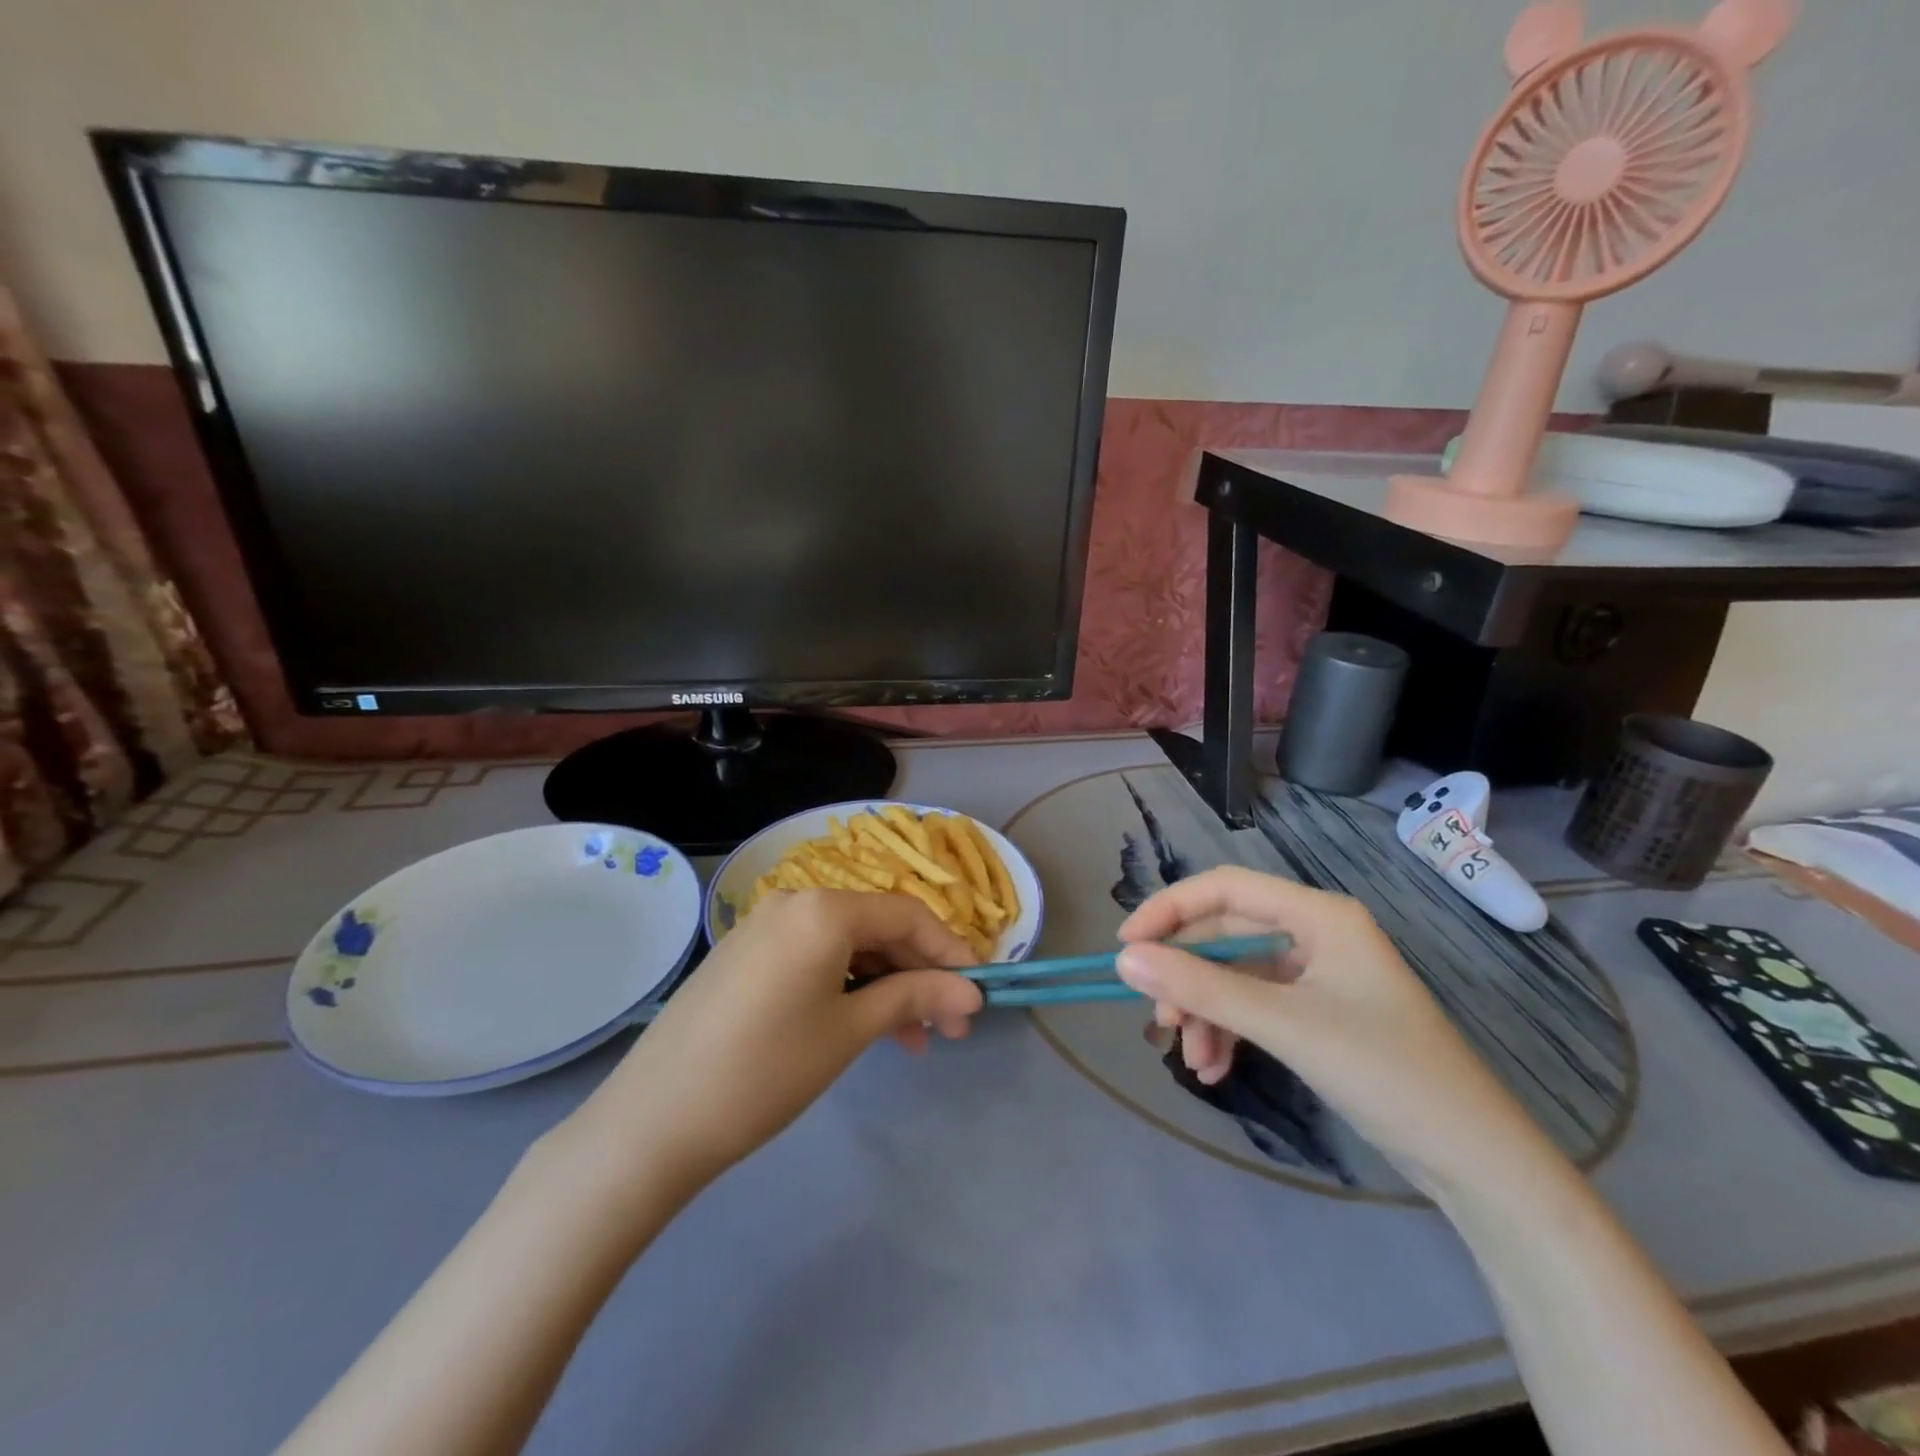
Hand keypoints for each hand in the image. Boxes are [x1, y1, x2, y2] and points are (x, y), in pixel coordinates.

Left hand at [567, 890, 983, 1196]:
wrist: (653, 1122)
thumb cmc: (766, 1070)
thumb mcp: (850, 1031)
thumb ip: (915, 998)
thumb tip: (972, 993)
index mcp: (823, 908)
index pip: (907, 915)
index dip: (950, 951)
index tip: (978, 993)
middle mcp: (794, 902)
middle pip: (877, 928)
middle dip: (919, 975)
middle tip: (949, 1028)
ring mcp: (765, 927)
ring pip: (847, 947)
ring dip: (886, 986)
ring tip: (912, 1041)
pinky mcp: (746, 955)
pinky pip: (814, 958)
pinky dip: (847, 987)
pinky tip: (865, 1027)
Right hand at [1116, 867, 1548, 1192]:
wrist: (1477, 1163)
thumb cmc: (1386, 1073)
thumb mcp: (1285, 1025)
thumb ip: (1203, 988)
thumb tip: (1125, 960)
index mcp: (1319, 914)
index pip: (1224, 888)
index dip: (1169, 909)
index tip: (1126, 947)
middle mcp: (1316, 933)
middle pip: (1226, 935)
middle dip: (1189, 977)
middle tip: (1160, 1019)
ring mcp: (1319, 975)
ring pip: (1236, 976)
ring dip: (1206, 1011)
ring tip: (1191, 1059)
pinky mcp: (1319, 1013)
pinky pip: (1256, 1007)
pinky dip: (1230, 1032)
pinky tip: (1215, 1068)